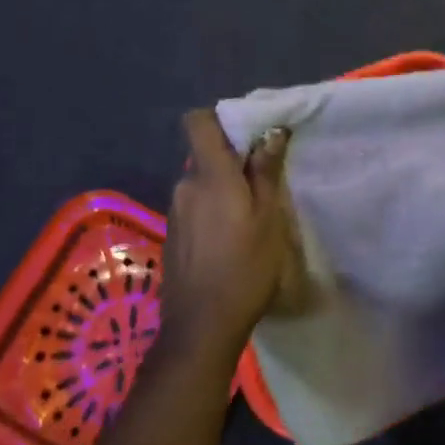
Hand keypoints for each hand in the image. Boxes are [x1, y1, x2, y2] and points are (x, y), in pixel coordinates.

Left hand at [160, 111, 299, 363]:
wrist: (201, 326)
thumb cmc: (245, 268)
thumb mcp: (268, 218)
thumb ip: (265, 172)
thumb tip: (272, 133)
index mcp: (209, 175)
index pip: (197, 121)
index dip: (218, 117)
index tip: (246, 133)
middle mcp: (185, 185)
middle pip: (205, 155)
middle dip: (231, 162)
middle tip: (263, 183)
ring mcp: (175, 211)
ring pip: (201, 183)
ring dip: (223, 190)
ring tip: (250, 217)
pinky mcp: (172, 234)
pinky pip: (195, 206)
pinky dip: (212, 212)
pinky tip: (230, 240)